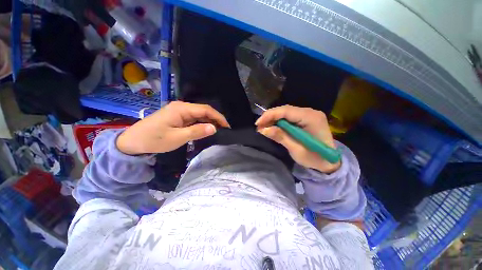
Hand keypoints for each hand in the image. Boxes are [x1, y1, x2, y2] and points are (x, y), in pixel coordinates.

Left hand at [116, 101, 229, 154]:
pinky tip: (205, 129)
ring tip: (217, 130)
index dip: (218, 117)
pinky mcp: (177, 116)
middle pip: (203, 110)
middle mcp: (182, 106)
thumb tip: (214, 128)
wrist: (132, 142)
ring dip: (209, 121)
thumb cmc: (154, 140)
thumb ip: (197, 131)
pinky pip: (193, 118)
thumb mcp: (177, 138)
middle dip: (215, 119)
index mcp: (182, 109)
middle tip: (224, 130)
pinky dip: (201, 123)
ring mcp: (179, 111)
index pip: (206, 110)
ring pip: (199, 114)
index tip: (227, 126)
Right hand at [255, 105, 340, 172]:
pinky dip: (279, 121)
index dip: (270, 115)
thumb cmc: (315, 158)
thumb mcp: (296, 149)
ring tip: (263, 127)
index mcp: (311, 118)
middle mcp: (310, 112)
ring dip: (273, 119)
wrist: (329, 162)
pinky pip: (289, 117)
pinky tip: (273, 126)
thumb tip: (263, 129)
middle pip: (285, 110)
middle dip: (270, 117)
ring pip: (285, 112)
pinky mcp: (305, 118)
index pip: (286, 111)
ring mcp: (308, 114)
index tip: (258, 124)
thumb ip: (280, 137)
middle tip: (259, 126)